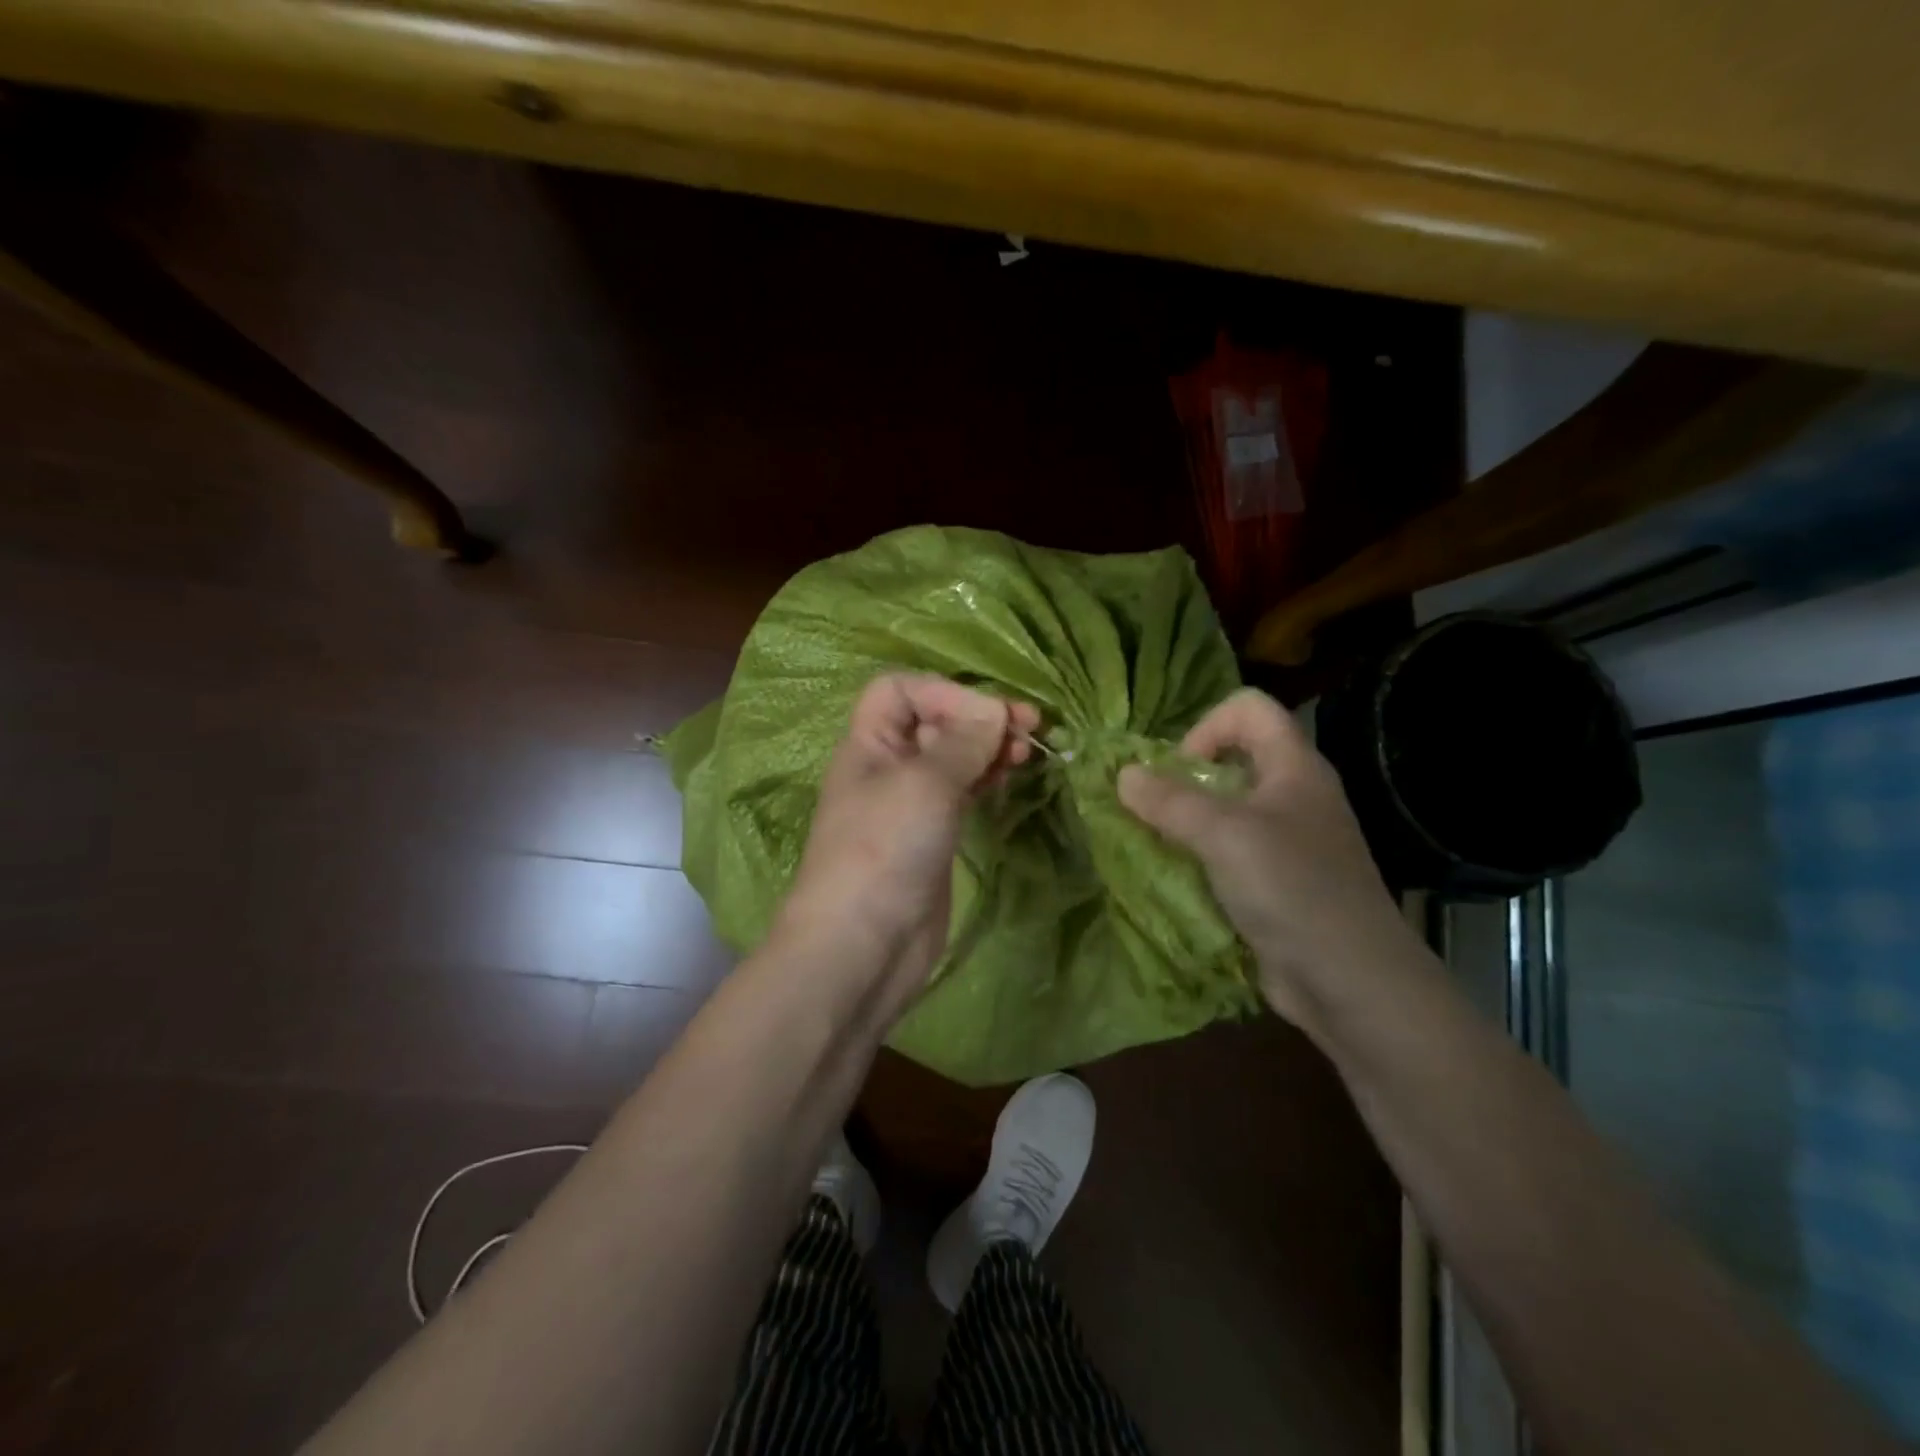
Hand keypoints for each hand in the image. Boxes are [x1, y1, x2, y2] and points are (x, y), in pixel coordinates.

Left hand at [776, 673, 1038, 1013]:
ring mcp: (910, 805)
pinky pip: (962, 793)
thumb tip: (995, 710)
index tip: (987, 716)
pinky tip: (1009, 780)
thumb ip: (963, 741)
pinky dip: (986, 780)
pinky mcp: (932, 837)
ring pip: (953, 758)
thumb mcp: (925, 784)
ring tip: (1027, 753)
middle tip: (1029, 728)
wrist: (863, 947)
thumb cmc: (885, 850)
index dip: (944, 692)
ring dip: (988, 748)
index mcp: (869, 743)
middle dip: (978, 718)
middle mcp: (887, 767)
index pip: (901, 690)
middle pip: (933, 721)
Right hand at [1117, 688, 1422, 1039]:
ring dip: (1186, 823)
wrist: (1351, 982)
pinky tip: (1180, 883)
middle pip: (1232, 759)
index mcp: (1294, 768)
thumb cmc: (1292, 890)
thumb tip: (1122, 775)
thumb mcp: (1224, 836)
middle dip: (1184, 780)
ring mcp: (1287, 842)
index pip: (1248, 709)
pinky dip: (1199, 859)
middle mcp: (1293, 796)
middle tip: (1155, 812)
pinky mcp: (1276, 882)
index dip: (1207, 727)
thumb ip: (1170, 802)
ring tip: (1158, 847)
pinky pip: (1228, 853)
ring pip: (1226, 811)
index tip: (1179, 771)